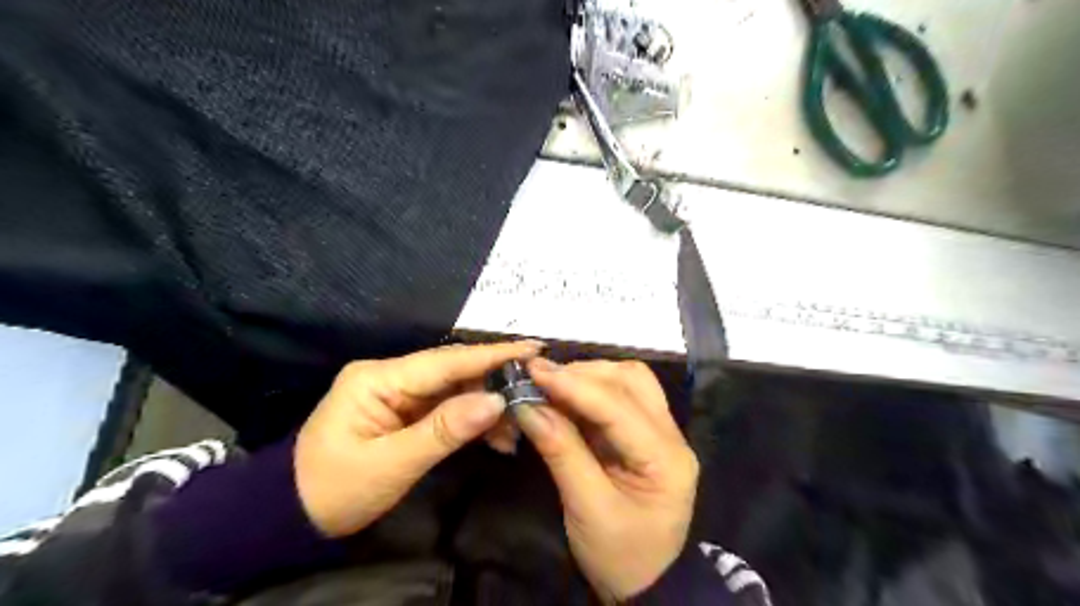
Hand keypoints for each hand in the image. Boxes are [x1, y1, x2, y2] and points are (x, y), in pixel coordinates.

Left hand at [294, 340, 540, 534]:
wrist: (293, 515)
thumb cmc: (335, 489)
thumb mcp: (391, 465)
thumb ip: (445, 430)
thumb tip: (497, 400)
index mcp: (379, 378)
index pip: (445, 361)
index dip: (492, 354)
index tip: (534, 347)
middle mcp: (391, 375)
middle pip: (454, 370)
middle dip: (496, 380)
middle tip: (537, 388)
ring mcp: (398, 392)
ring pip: (455, 389)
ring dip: (488, 405)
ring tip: (519, 425)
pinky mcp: (405, 409)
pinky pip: (447, 407)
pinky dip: (472, 420)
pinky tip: (497, 436)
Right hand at [517, 360, 699, 600]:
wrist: (646, 583)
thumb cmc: (620, 556)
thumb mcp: (587, 509)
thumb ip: (561, 452)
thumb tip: (528, 406)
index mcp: (665, 458)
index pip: (618, 406)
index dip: (573, 385)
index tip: (533, 372)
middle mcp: (671, 435)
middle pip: (631, 381)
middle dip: (582, 373)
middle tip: (539, 378)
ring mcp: (662, 432)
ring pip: (628, 381)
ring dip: (588, 376)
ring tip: (551, 384)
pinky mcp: (646, 434)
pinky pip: (620, 397)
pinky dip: (590, 390)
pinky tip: (566, 396)